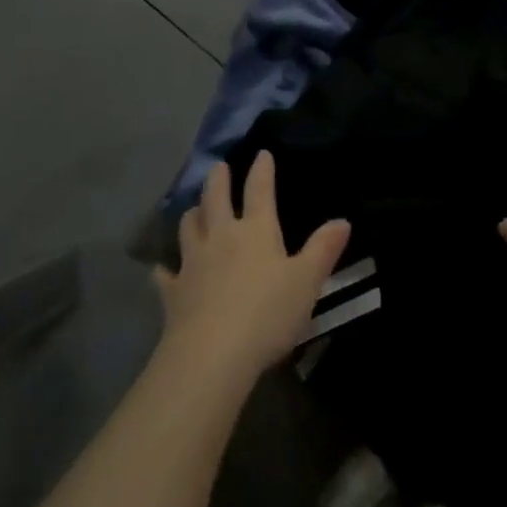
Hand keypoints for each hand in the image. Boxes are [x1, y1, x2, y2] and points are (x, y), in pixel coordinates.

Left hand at [155, 152, 350, 383]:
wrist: (212, 353)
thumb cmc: (268, 313)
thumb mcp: (307, 281)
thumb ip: (323, 250)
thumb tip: (343, 220)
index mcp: (256, 231)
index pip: (259, 190)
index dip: (261, 170)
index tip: (261, 153)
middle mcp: (221, 237)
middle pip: (216, 199)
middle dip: (218, 179)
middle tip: (218, 166)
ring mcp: (192, 262)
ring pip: (188, 227)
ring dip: (193, 214)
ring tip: (194, 208)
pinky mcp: (173, 291)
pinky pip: (165, 274)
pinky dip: (165, 268)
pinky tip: (163, 269)